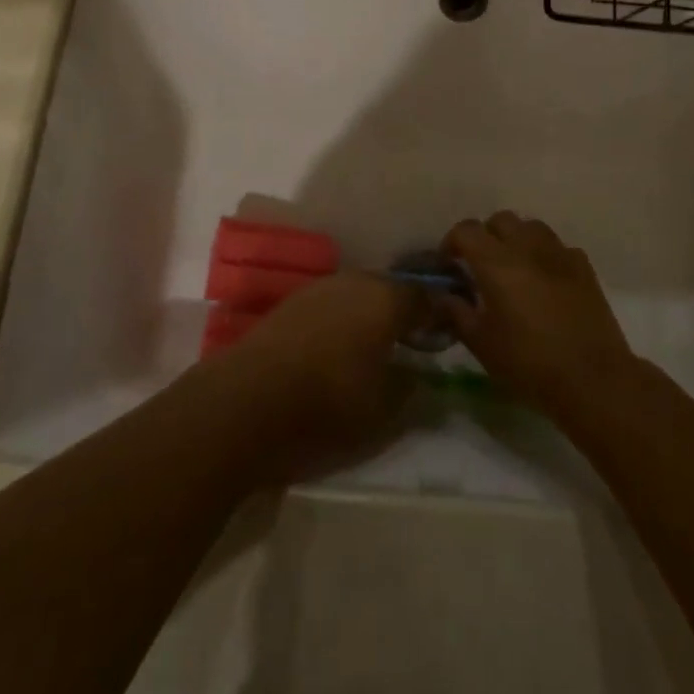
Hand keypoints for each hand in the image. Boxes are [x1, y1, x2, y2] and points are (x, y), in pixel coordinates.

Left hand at [210, 272, 425, 479]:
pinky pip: (331, 303)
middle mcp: (355, 282)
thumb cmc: (327, 405)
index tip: (445, 334)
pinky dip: (342, 318)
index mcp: (386, 300)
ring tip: (374, 344)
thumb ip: (409, 388)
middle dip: (403, 310)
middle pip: (390, 289)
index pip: (425, 297)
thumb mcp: (382, 412)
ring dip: (370, 312)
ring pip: (358, 293)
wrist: (248, 402)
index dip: (438, 315)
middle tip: (411, 339)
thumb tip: (418, 374)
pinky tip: (338, 345)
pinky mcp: (291, 302)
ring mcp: (320, 288)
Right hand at [440, 213, 636, 417]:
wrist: (593, 380)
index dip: (452, 242)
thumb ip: (456, 312)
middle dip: (485, 236)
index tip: (449, 265)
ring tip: (513, 268)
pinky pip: (558, 247)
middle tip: (481, 266)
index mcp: (496, 262)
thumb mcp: (481, 343)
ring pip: (531, 227)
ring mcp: (560, 254)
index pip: (466, 230)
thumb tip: (442, 295)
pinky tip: (545, 281)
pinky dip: (545, 255)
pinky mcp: (584, 267)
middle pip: (500, 220)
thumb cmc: (529, 364)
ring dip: (516, 240)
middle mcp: (527, 247)